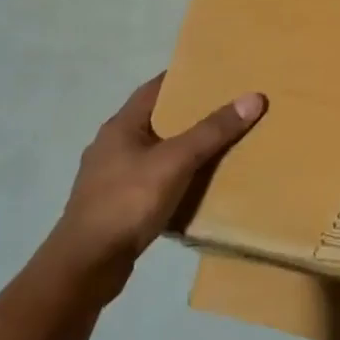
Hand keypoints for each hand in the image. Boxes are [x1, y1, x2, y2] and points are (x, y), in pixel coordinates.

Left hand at [51, 74, 266, 288]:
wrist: (86, 265)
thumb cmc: (127, 202)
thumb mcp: (175, 162)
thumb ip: (212, 131)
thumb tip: (253, 97)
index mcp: (121, 126)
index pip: (155, 88)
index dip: (185, 78)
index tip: (217, 73)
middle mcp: (112, 146)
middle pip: (158, 119)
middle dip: (190, 114)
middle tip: (228, 109)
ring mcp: (111, 177)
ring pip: (156, 152)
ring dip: (183, 148)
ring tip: (220, 146)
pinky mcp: (117, 205)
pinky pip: (153, 180)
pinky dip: (175, 177)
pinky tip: (197, 186)